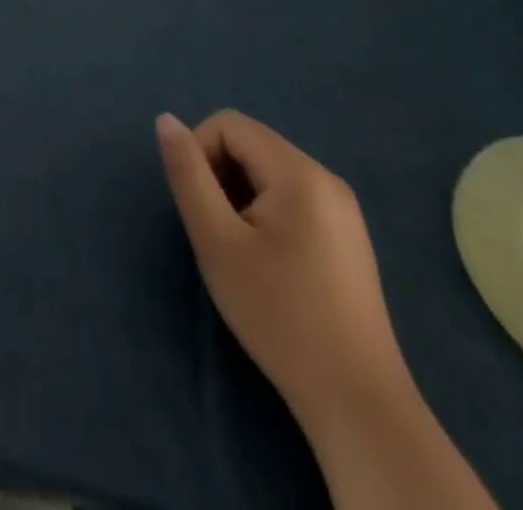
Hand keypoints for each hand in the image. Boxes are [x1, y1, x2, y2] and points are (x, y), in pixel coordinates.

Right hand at [157, 111, 411, 435]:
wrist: (357, 403)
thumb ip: (188, 174)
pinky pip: (291, 197)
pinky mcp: (347, 237)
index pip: (228, 124)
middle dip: (220, 177)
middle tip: (218, 234)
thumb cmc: (278, 314)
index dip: (200, 154)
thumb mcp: (217, 241)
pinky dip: (265, 214)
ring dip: (240, 197)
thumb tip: (165, 119)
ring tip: (242, 252)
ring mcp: (342, 208)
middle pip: (250, 145)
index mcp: (299, 171)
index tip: (200, 208)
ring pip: (268, 172)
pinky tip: (269, 264)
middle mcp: (326, 177)